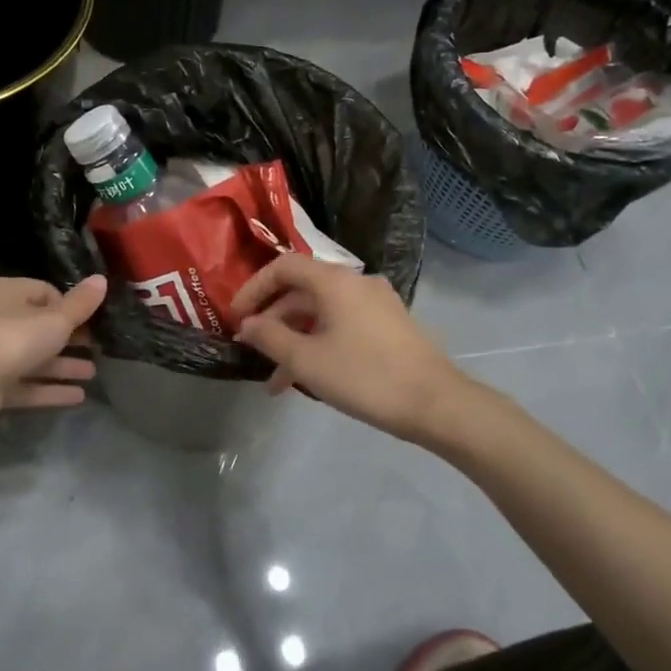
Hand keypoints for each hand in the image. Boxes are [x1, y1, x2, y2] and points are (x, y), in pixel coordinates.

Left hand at [0, 275, 106, 432]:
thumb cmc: (13, 340)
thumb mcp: (55, 319)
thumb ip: (80, 303)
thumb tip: (101, 279)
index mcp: (6, 293)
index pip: (44, 292)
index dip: (69, 306)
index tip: (91, 320)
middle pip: (39, 326)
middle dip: (70, 339)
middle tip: (98, 347)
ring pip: (33, 357)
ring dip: (63, 365)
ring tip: (93, 374)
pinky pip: (25, 383)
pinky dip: (49, 388)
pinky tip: (78, 396)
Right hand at [232, 256, 469, 444]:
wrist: (435, 403)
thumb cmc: (365, 376)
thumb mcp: (307, 361)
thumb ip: (270, 338)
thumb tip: (247, 324)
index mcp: (335, 281)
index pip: (284, 267)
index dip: (255, 287)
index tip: (236, 316)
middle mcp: (356, 283)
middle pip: (303, 290)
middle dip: (273, 320)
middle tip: (252, 349)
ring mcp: (376, 304)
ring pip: (322, 313)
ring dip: (295, 340)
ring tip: (276, 382)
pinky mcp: (388, 325)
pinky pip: (342, 325)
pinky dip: (320, 343)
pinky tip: (308, 379)